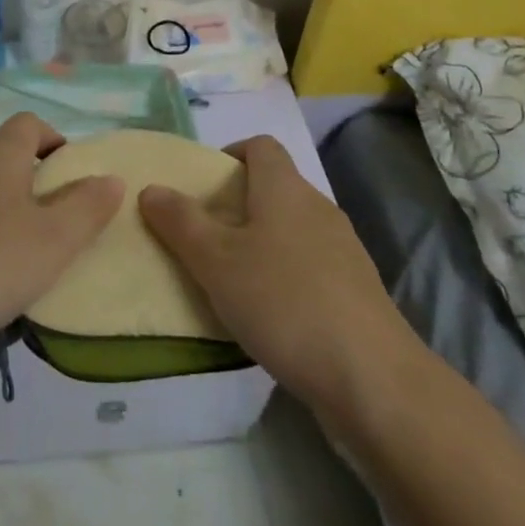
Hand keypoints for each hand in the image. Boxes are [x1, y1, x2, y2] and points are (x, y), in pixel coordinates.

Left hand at [0, 114, 123, 366]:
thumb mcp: (55, 240)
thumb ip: (88, 207)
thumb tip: (111, 178)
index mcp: (0, 155)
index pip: (29, 123)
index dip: (53, 138)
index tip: (72, 173)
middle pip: (4, 152)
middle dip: (33, 174)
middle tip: (56, 214)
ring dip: (7, 205)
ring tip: (27, 248)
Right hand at [139, 135, 424, 418]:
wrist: (373, 379)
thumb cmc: (284, 301)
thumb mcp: (216, 261)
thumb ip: (180, 222)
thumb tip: (152, 189)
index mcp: (285, 188)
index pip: (260, 146)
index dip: (230, 155)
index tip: (202, 187)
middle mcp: (318, 207)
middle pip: (274, 187)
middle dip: (237, 205)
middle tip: (204, 237)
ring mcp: (343, 250)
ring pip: (292, 229)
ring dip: (261, 243)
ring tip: (230, 280)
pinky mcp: (356, 291)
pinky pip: (310, 266)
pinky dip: (286, 276)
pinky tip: (269, 315)